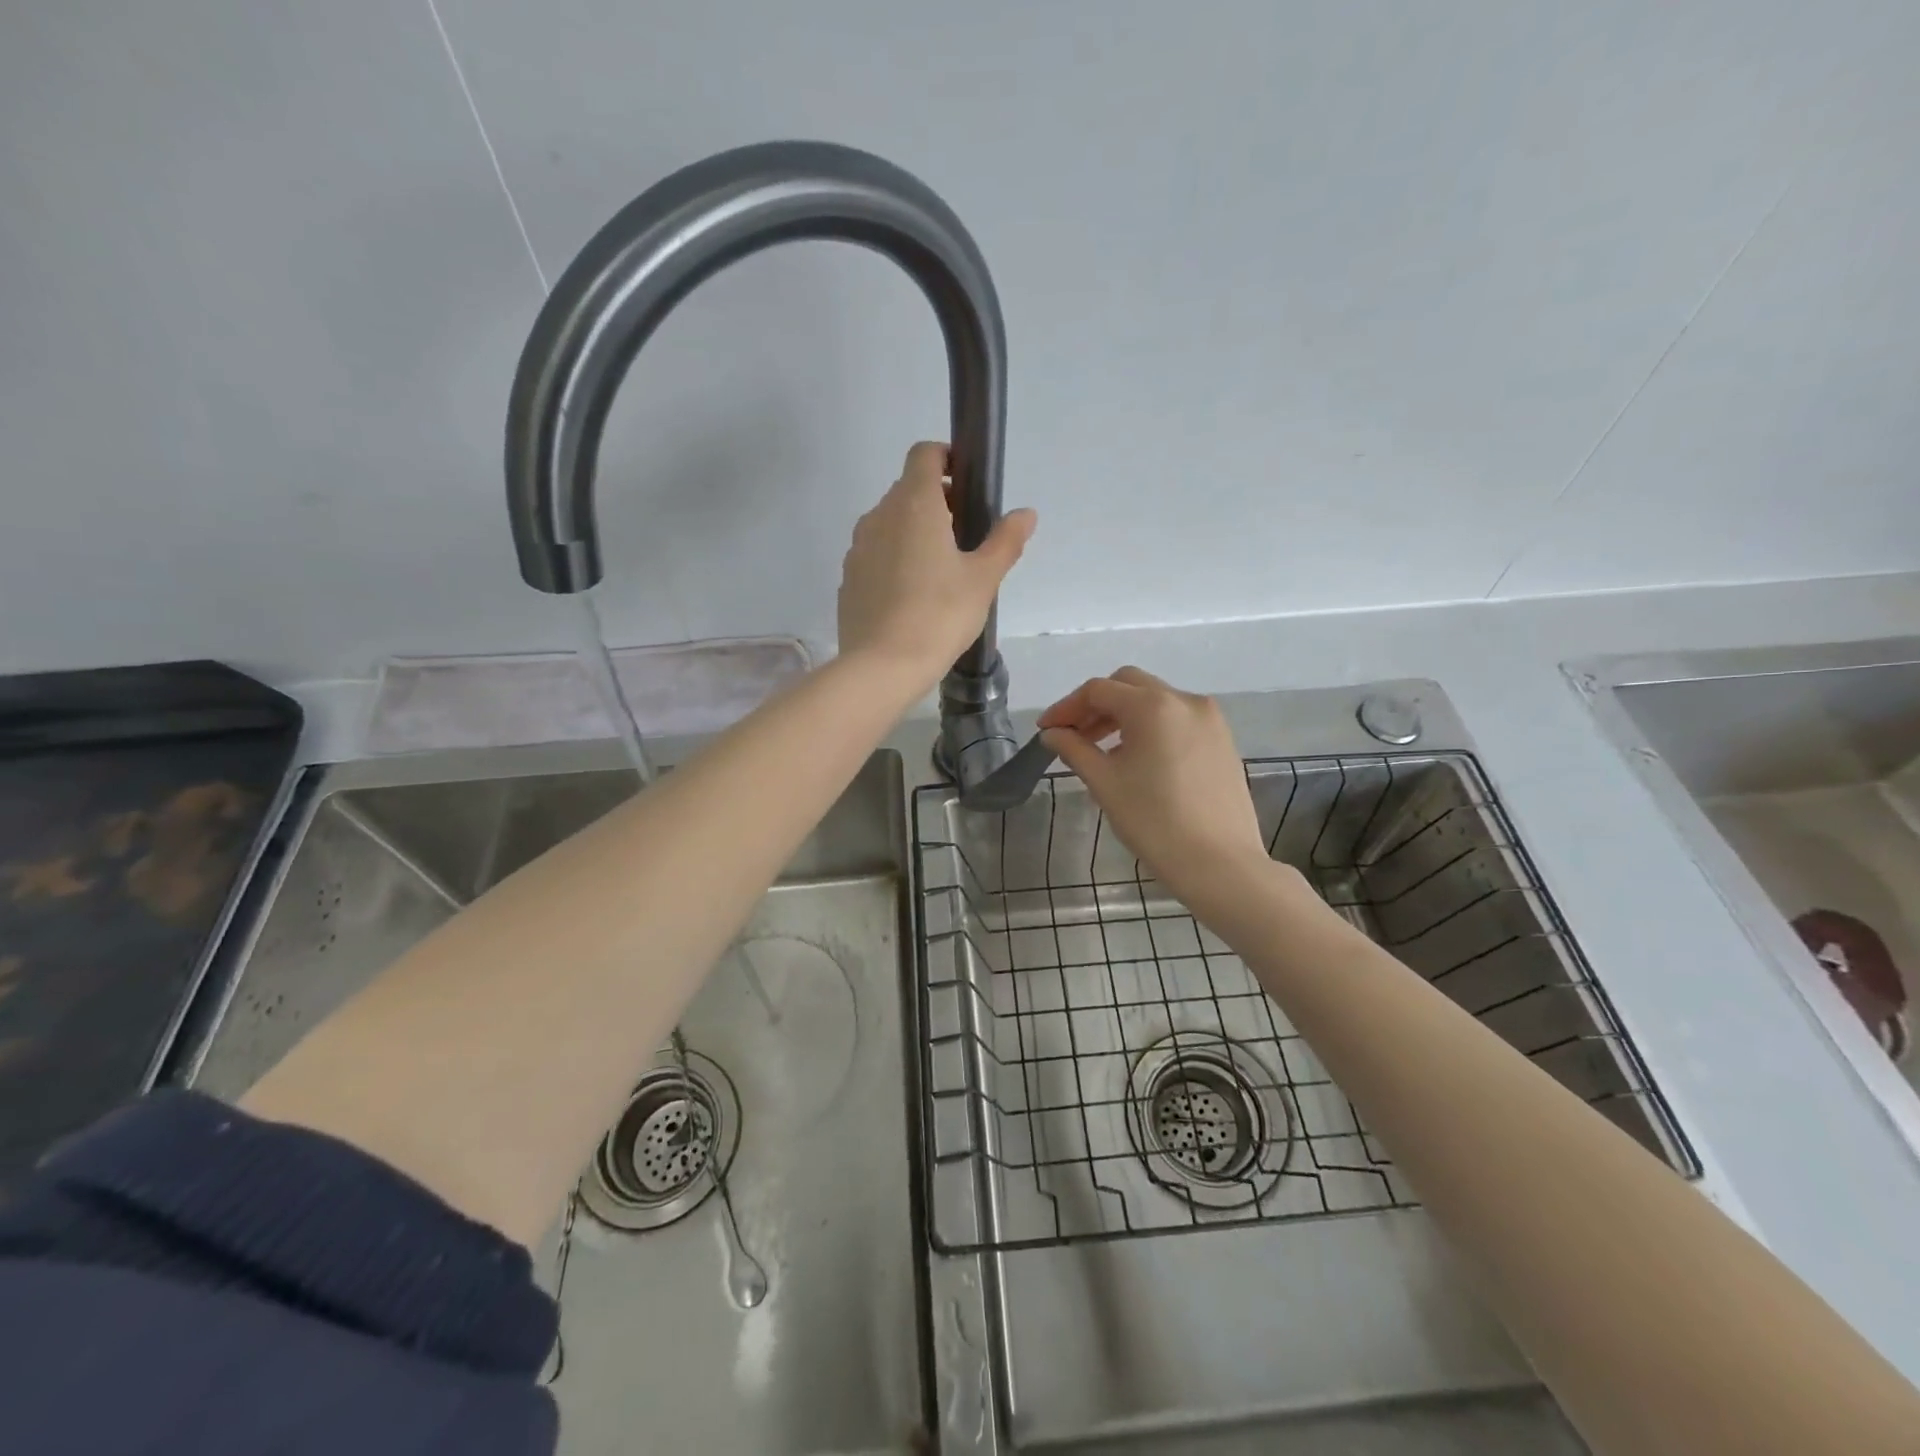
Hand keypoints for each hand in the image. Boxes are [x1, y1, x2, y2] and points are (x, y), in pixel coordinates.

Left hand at [837, 442, 1036, 686]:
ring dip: (913, 532)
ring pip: (889, 523)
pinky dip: (893, 560)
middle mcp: (879, 516)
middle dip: (936, 502)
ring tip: (938, 572)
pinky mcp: (848, 578)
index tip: (966, 485)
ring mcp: (858, 547)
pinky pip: (875, 555)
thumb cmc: (940, 615)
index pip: (924, 453)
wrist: (882, 665)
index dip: (946, 458)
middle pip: (907, 490)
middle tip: (964, 538)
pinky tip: (911, 597)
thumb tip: (1026, 514)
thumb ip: (1005, 541)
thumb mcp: (984, 579)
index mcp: (914, 504)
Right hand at [1039, 667, 1272, 903]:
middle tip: (1073, 735)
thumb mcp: (1105, 783)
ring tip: (1102, 750)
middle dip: (1096, 705)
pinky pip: (1178, 719)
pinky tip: (1138, 759)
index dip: (1066, 708)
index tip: (1046, 731)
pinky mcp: (1222, 740)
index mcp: (1153, 706)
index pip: (1098, 690)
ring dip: (1124, 715)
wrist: (1219, 864)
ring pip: (1156, 701)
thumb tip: (1052, 733)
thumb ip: (1074, 749)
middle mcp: (1185, 700)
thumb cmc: (1154, 822)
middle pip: (1129, 685)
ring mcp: (1210, 719)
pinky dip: (1151, 727)